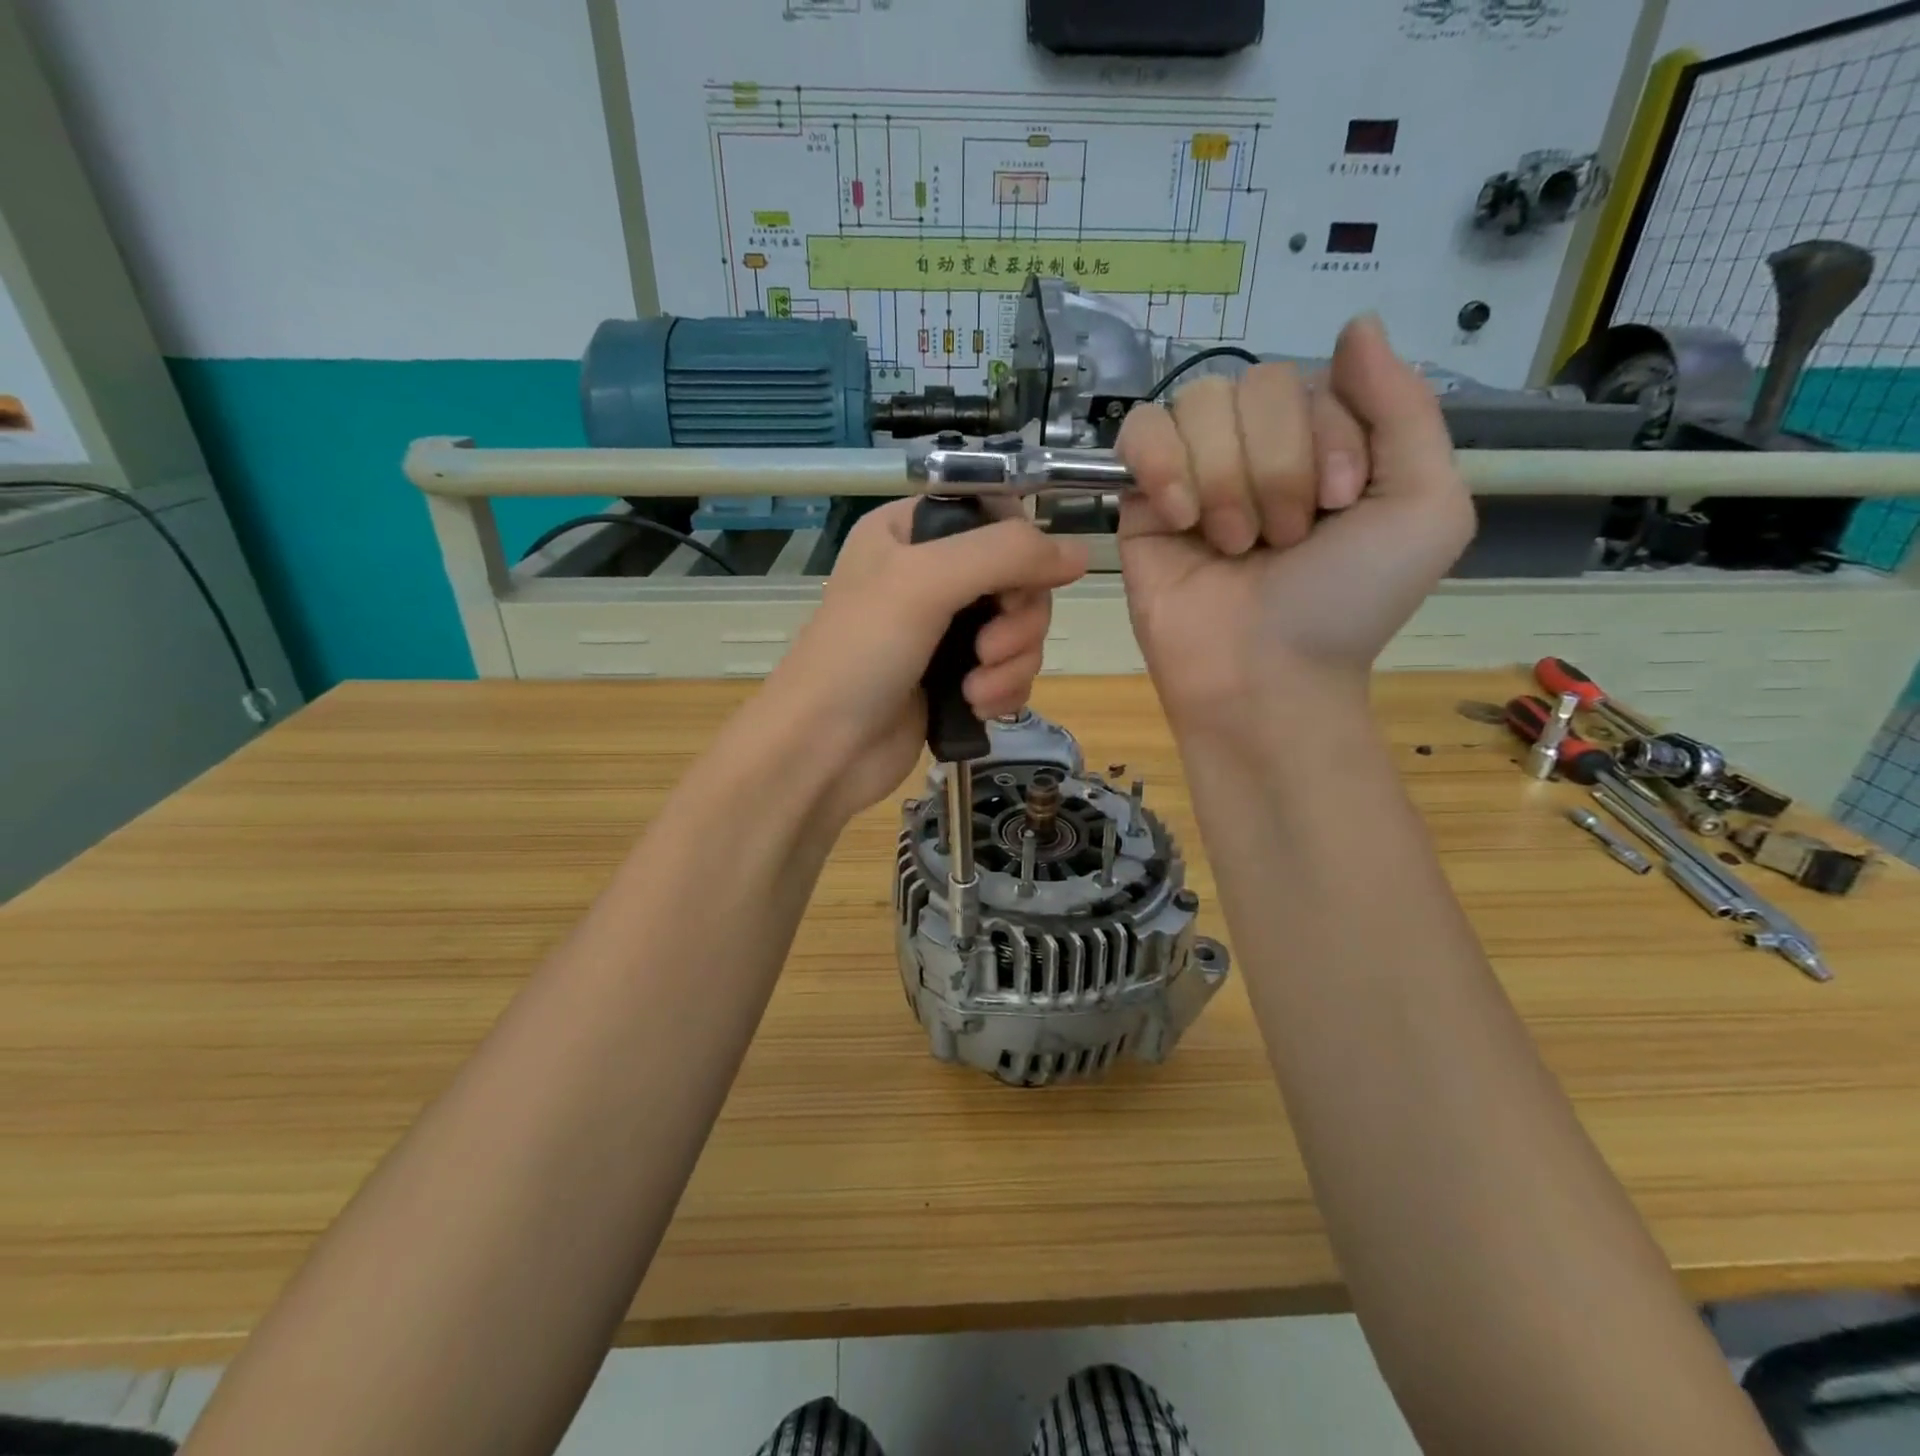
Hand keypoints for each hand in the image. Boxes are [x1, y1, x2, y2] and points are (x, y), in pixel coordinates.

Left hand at [762, 499, 1087, 821]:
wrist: (823, 750)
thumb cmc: (860, 653)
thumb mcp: (926, 582)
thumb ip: (1006, 554)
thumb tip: (1081, 552)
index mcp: (911, 532)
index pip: (994, 513)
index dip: (1020, 545)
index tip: (1019, 580)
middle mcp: (930, 574)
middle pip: (1018, 576)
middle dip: (1017, 619)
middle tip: (988, 651)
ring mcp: (944, 630)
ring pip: (1020, 628)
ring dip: (1012, 662)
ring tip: (976, 690)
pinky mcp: (957, 678)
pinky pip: (1011, 669)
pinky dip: (1004, 689)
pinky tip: (979, 709)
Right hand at [1115, 315, 1475, 739]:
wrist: (1264, 676)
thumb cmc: (1346, 604)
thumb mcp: (1424, 506)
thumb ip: (1404, 407)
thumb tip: (1356, 323)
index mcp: (1325, 442)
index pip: (1315, 377)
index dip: (1326, 437)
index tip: (1335, 507)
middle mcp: (1258, 448)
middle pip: (1255, 384)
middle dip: (1277, 467)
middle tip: (1281, 541)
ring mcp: (1195, 472)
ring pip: (1200, 404)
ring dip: (1226, 480)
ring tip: (1232, 545)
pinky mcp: (1141, 501)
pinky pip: (1140, 431)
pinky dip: (1163, 465)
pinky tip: (1179, 518)